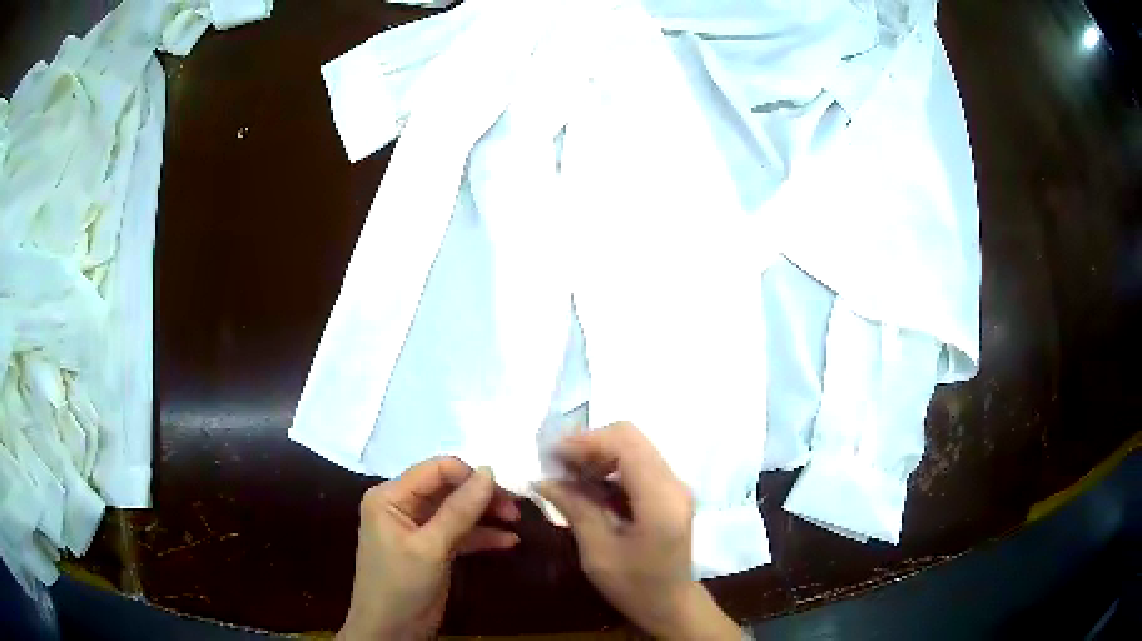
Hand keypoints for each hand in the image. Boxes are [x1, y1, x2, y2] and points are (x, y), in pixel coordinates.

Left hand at [338, 457, 520, 640]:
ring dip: (485, 515)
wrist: (391, 632)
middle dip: (481, 496)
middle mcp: (402, 506)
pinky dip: (481, 536)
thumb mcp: (431, 548)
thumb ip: (459, 510)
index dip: (469, 475)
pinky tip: (508, 541)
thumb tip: (490, 471)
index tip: (504, 489)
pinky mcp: (431, 550)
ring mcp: (417, 529)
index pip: (434, 470)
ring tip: (517, 521)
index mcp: (390, 497)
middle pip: (447, 489)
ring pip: (456, 511)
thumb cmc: (401, 586)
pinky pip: (458, 533)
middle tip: (515, 508)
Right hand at [537, 422, 739, 640]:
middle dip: (590, 444)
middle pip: (631, 437)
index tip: (551, 454)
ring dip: (598, 454)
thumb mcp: (598, 552)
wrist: (671, 605)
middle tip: (556, 463)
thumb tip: (542, 479)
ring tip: (566, 475)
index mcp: (659, 498)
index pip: (625, 443)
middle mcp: (673, 483)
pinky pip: (638, 464)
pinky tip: (588, 486)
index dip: (586, 441)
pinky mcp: (669, 493)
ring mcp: (674, 486)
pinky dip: (609, 467)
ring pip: (634, 447)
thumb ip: (575, 509)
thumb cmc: (634, 586)